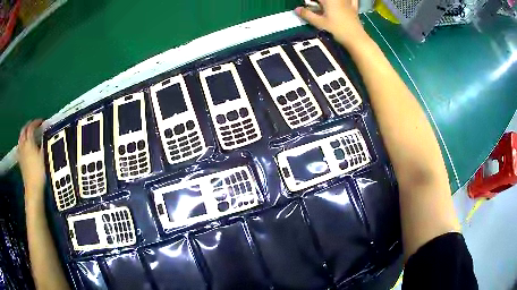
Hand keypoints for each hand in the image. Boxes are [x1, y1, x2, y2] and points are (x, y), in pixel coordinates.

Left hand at [18, 119, 45, 197]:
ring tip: (29, 134)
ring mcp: (20, 152)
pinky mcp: (20, 160)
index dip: (36, 122)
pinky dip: (22, 143)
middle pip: (24, 130)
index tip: (42, 121)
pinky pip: (19, 146)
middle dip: (29, 126)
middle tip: (34, 125)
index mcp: (29, 141)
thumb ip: (43, 144)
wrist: (33, 188)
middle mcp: (23, 144)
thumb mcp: (44, 156)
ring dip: (24, 133)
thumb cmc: (39, 172)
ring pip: (20, 138)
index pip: (31, 127)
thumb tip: (45, 135)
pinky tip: (24, 146)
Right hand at [295, 0, 368, 46]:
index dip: (309, 1)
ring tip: (324, 7)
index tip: (306, 4)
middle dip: (317, 2)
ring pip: (337, 0)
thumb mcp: (320, 23)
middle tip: (313, 6)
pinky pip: (352, 0)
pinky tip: (346, 2)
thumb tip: (296, 9)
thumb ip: (307, 15)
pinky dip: (349, 0)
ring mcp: (347, 2)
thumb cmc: (337, 30)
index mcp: (329, 0)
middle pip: (325, 0)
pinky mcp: (354, 8)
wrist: (356, 38)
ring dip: (330, 2)